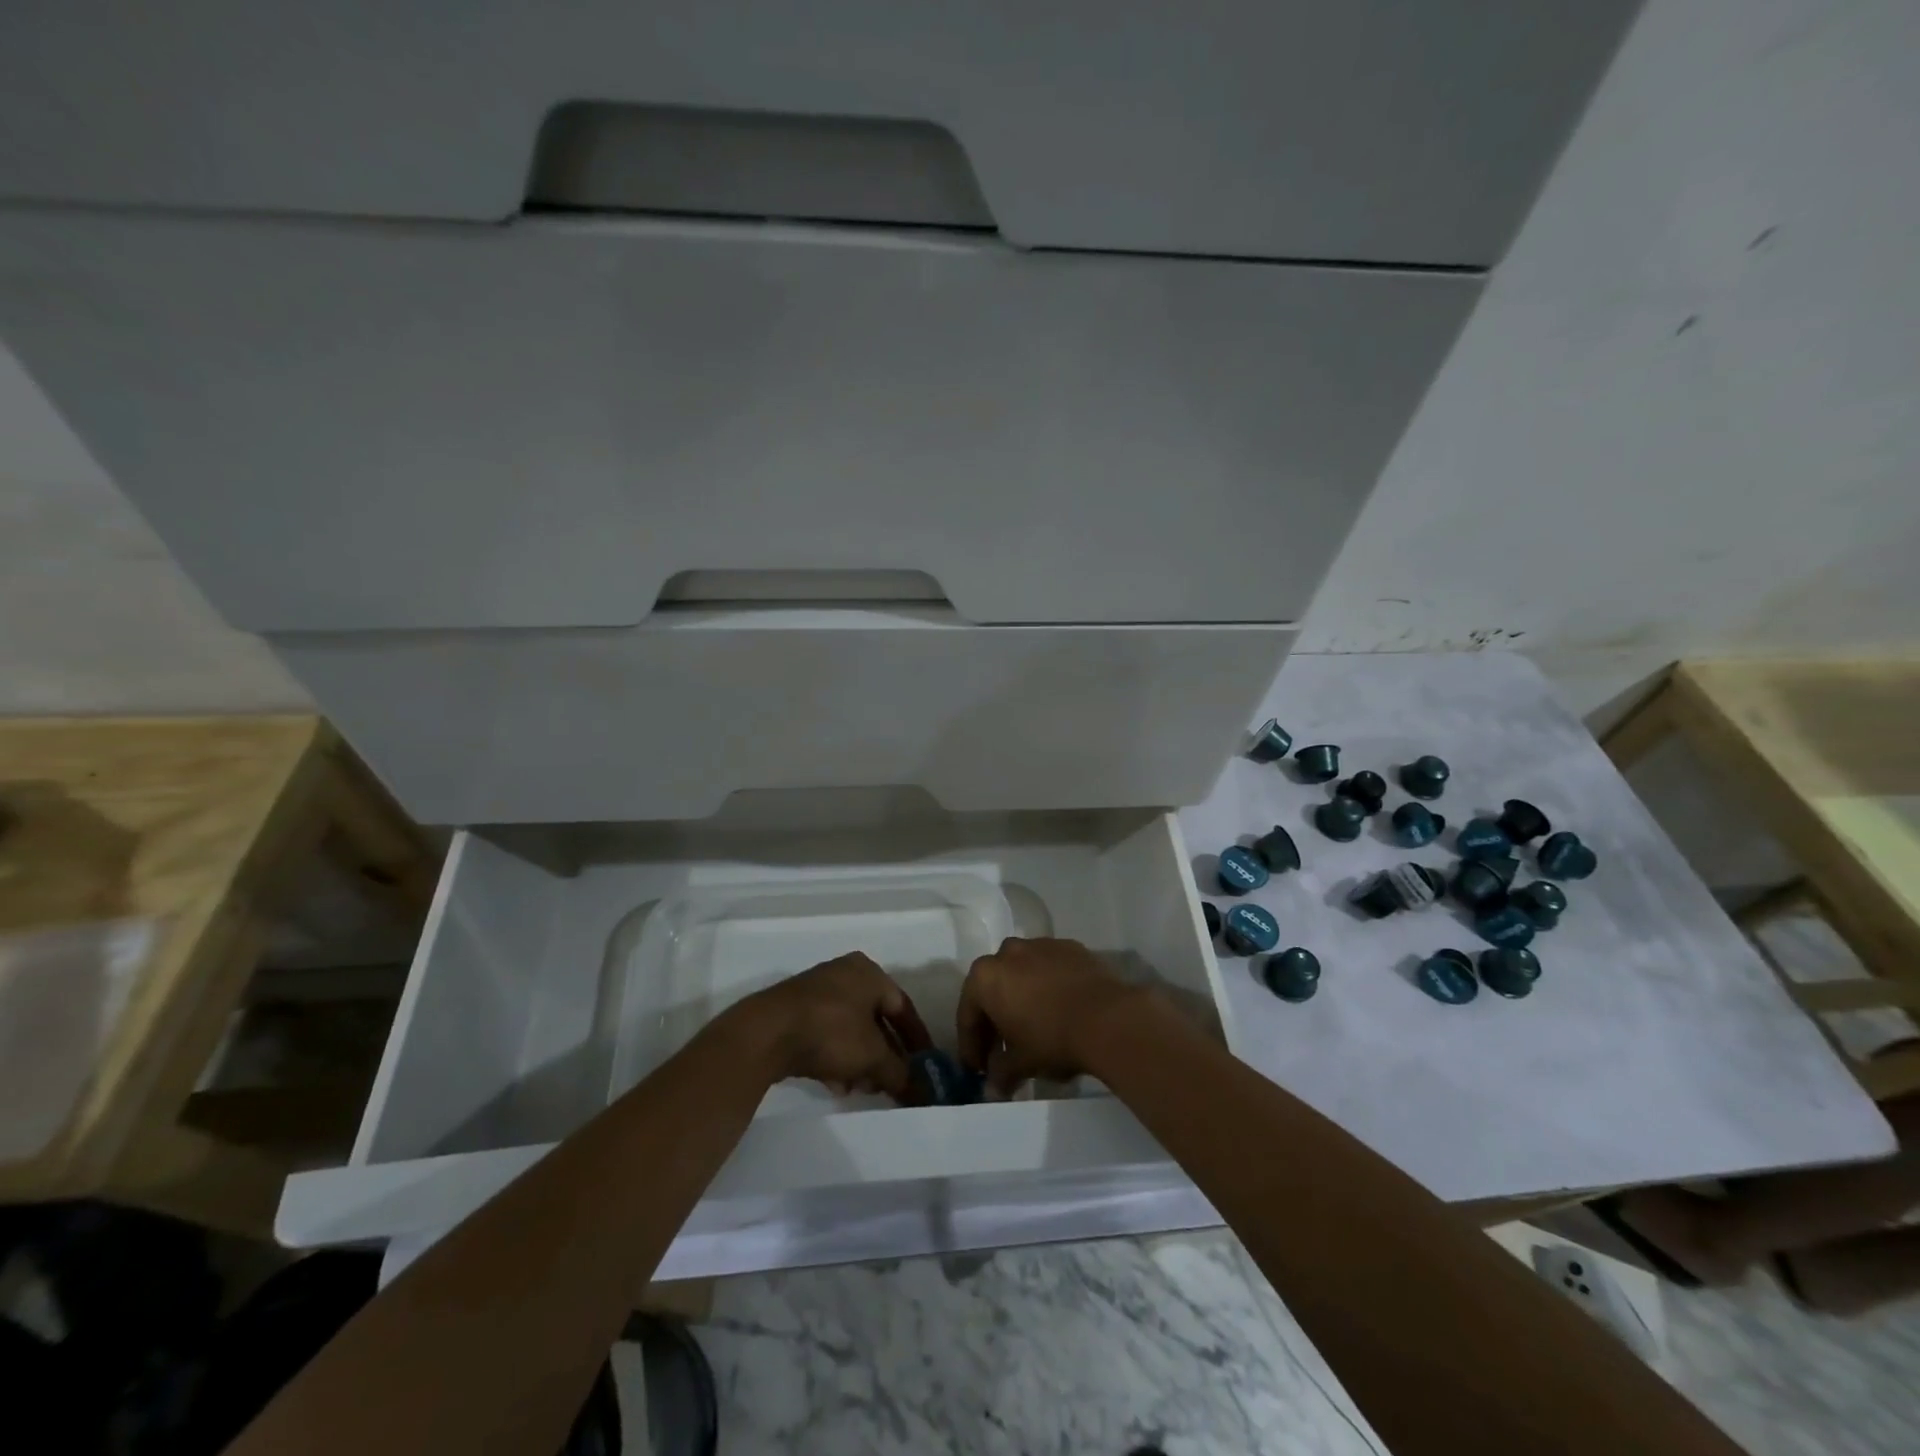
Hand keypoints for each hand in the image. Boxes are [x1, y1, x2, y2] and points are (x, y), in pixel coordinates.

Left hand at [733, 953, 932, 1101]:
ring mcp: (817, 991)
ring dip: (861, 1060)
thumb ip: (900, 1073)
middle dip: (886, 1055)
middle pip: (876, 1019)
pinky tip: (837, 1085)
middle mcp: (845, 974)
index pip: (903, 1007)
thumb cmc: (831, 1031)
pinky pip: (827, 1035)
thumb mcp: (872, 1055)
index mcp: (869, 972)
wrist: (765, 1033)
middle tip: (894, 1081)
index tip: (926, 1065)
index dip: (917, 1039)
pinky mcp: (794, 1012)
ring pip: (850, 1029)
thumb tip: (921, 1092)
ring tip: (864, 1089)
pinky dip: (837, 1058)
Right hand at [957, 937, 1148, 1095]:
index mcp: (985, 977)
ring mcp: (1041, 945)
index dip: (971, 1045)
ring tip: (1033, 1029)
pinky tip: (1060, 1010)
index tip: (977, 1069)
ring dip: (1022, 999)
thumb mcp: (1020, 1064)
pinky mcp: (1070, 947)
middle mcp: (1008, 952)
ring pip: (1022, 975)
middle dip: (995, 1020)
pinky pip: (1050, 969)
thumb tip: (993, 1087)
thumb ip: (1000, 1073)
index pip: (967, 1014)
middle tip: (1002, 1051)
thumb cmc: (1051, 1039)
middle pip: (993, 989)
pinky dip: (1048, 987)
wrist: (1108, 1018)